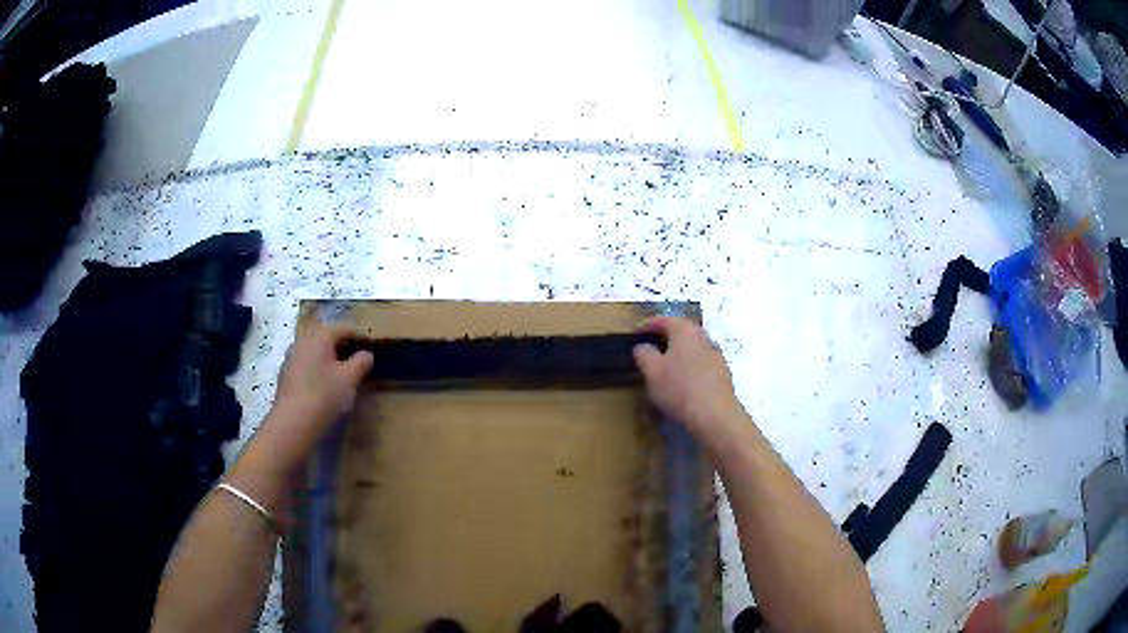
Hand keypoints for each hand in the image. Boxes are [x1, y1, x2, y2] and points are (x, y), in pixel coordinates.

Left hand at [263, 322, 373, 464]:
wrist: (293, 422)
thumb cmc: (324, 395)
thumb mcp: (350, 378)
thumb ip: (361, 362)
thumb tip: (365, 354)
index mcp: (319, 337)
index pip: (343, 328)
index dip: (359, 335)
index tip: (371, 344)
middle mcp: (303, 341)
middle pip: (326, 338)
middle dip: (343, 345)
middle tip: (358, 357)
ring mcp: (291, 358)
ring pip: (315, 351)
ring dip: (329, 357)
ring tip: (343, 371)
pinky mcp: (286, 375)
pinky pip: (307, 364)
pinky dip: (318, 368)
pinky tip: (325, 383)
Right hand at [633, 317, 746, 443]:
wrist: (715, 415)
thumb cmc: (679, 388)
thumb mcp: (652, 371)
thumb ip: (644, 354)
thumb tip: (643, 347)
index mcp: (684, 329)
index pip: (660, 320)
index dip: (644, 327)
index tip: (632, 337)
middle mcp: (702, 336)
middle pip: (679, 333)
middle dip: (662, 341)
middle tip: (647, 352)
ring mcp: (715, 355)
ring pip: (690, 349)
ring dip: (676, 355)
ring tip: (662, 370)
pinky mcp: (722, 373)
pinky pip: (699, 365)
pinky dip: (688, 369)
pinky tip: (681, 384)